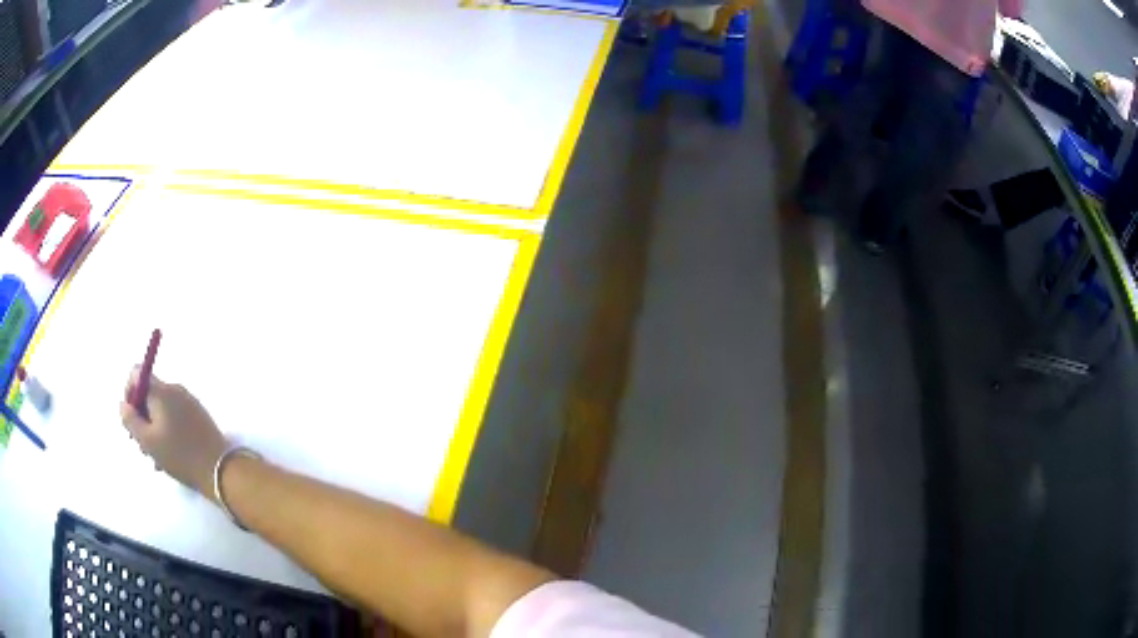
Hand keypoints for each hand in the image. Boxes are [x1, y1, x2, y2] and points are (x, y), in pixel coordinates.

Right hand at [120, 368, 228, 499]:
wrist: (220, 470)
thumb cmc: (180, 455)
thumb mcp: (147, 441)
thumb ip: (130, 420)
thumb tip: (123, 404)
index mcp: (162, 391)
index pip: (138, 374)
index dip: (129, 393)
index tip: (130, 418)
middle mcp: (175, 390)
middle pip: (149, 395)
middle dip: (141, 418)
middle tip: (141, 445)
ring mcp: (189, 403)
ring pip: (161, 411)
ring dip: (153, 431)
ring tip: (155, 460)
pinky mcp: (198, 417)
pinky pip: (175, 419)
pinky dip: (167, 434)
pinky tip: (168, 460)